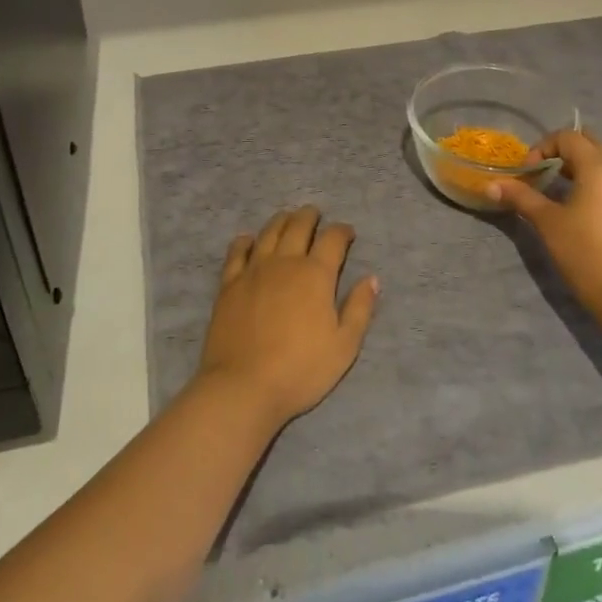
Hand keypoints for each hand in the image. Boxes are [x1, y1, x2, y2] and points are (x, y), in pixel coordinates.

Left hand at [196, 206, 380, 429]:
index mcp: (316, 274)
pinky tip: (249, 240)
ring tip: (288, 219)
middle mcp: (285, 262)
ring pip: (269, 232)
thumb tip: (371, 278)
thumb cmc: (300, 370)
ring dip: (282, 220)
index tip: (347, 234)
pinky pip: (237, 252)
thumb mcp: (344, 346)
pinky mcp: (229, 284)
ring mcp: (254, 270)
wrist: (243, 386)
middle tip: (316, 215)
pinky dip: (245, 241)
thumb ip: (360, 308)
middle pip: (299, 226)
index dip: (342, 231)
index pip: (333, 239)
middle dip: (310, 216)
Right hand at [489, 130, 601, 314]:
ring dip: (583, 169)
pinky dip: (599, 185)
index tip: (529, 173)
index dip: (543, 147)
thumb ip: (521, 197)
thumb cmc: (585, 253)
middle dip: (565, 153)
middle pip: (591, 144)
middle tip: (546, 176)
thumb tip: (490, 185)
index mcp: (599, 167)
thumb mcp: (547, 223)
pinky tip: (587, 213)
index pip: (568, 137)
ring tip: (563, 194)